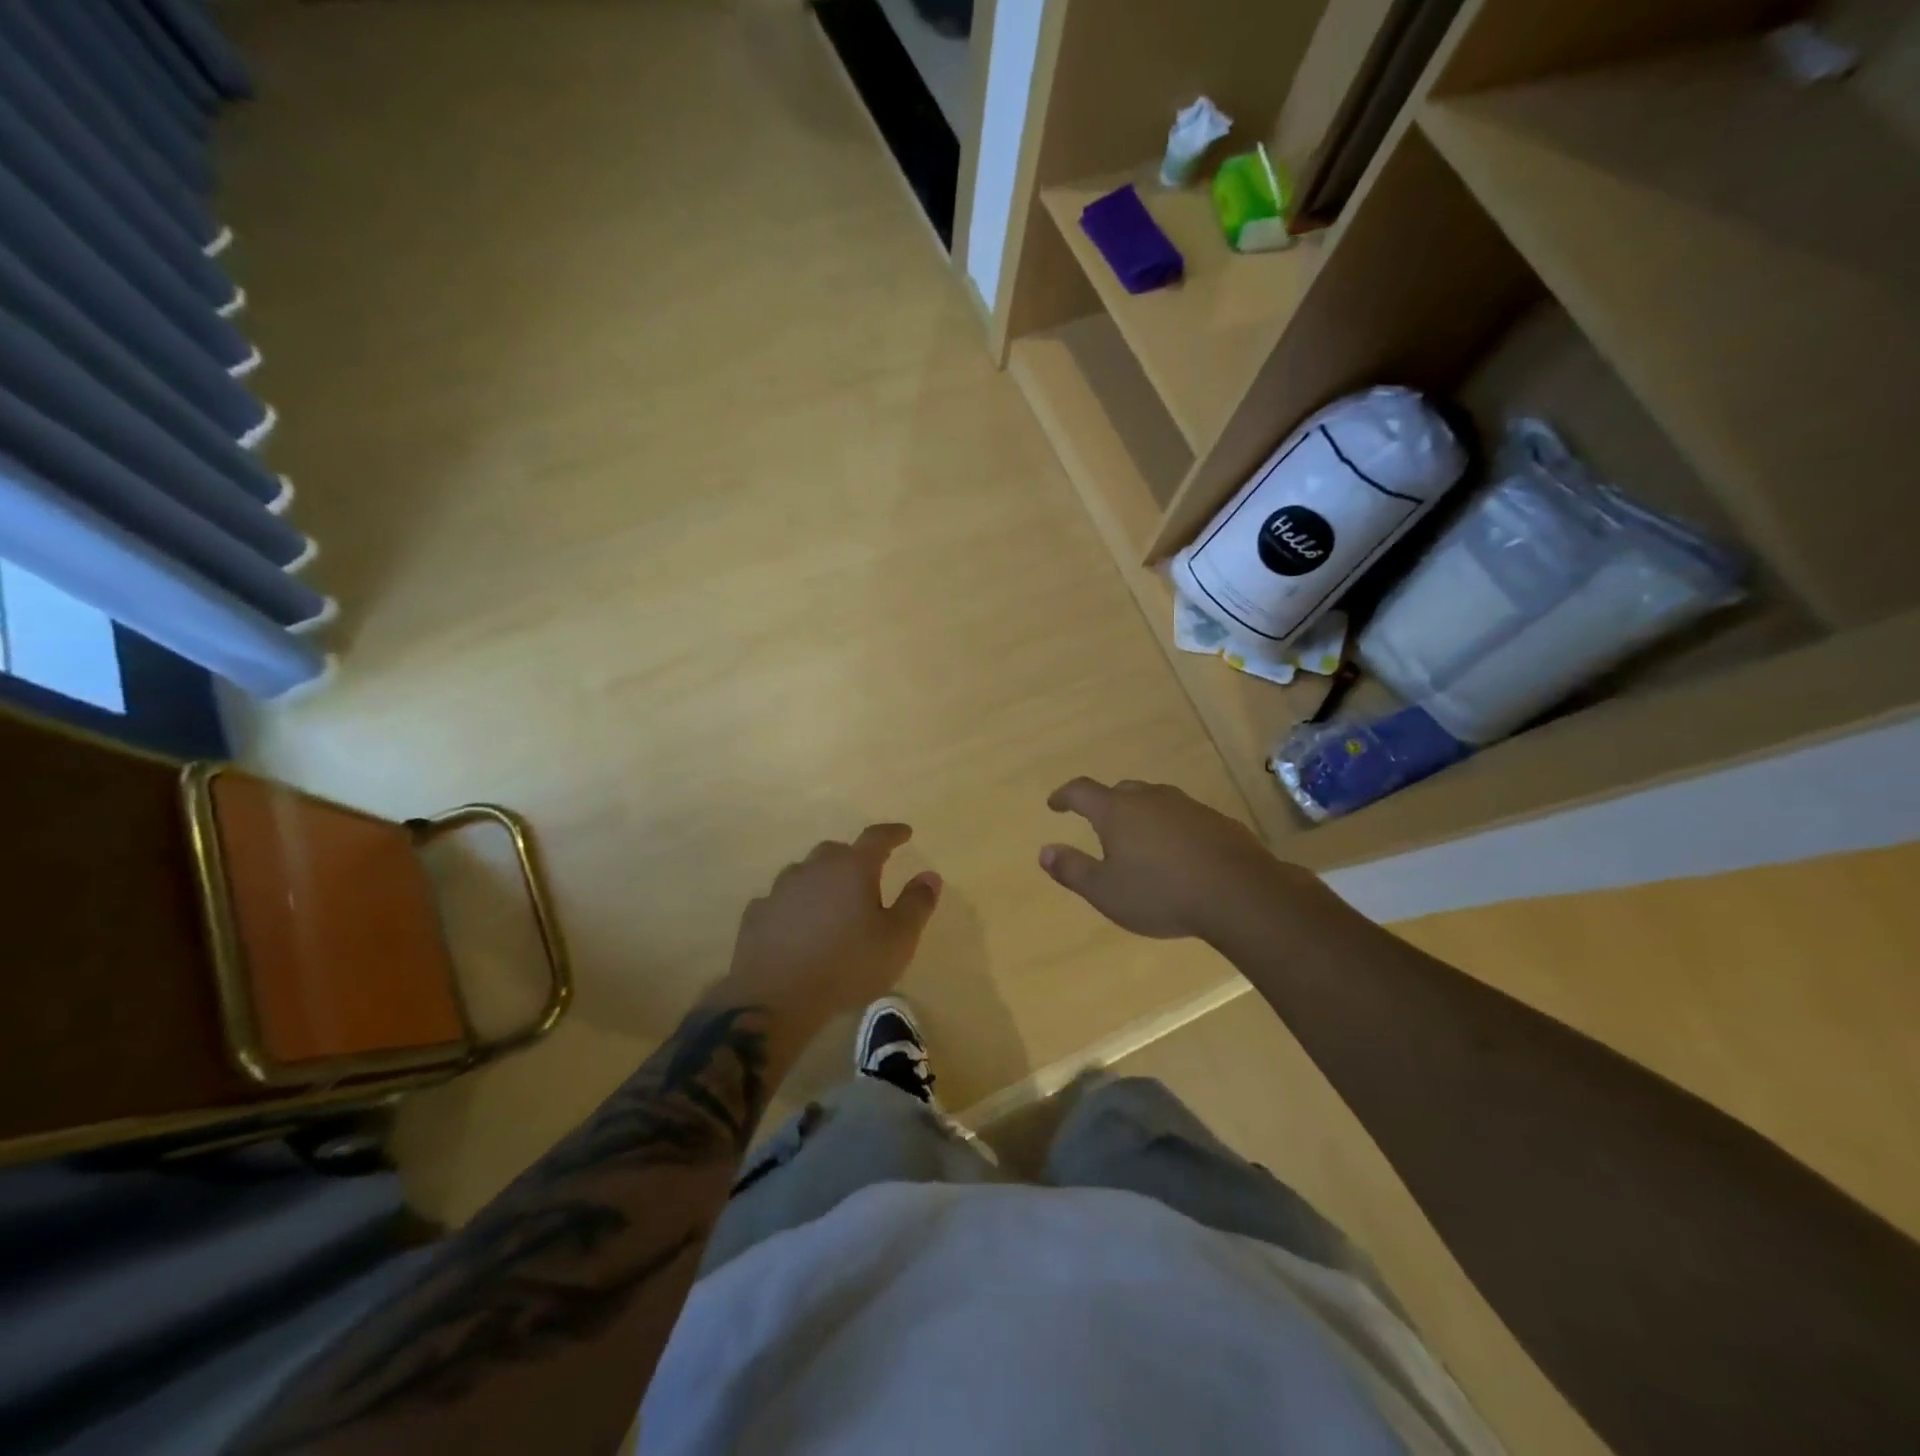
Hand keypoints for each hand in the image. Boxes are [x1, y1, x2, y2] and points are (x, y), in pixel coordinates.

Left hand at [725, 824, 940, 1021]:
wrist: (775, 997)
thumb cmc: (848, 965)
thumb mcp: (898, 939)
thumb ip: (916, 903)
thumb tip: (930, 875)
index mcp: (852, 868)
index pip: (876, 838)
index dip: (893, 834)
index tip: (905, 832)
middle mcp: (814, 868)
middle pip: (836, 851)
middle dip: (854, 858)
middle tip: (867, 874)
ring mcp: (780, 890)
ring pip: (804, 873)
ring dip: (820, 881)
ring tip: (830, 902)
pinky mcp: (756, 915)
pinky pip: (780, 901)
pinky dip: (792, 906)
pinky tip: (796, 925)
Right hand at [1040, 778, 1322, 941]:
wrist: (1239, 894)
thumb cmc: (1161, 894)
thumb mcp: (1106, 891)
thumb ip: (1072, 869)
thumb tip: (1044, 851)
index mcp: (1117, 811)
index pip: (1081, 791)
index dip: (1064, 796)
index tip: (1054, 804)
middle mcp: (1150, 799)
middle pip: (1120, 791)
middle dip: (1105, 804)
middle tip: (1099, 825)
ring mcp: (1186, 806)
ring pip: (1154, 801)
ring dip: (1141, 815)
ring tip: (1139, 841)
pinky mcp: (1216, 820)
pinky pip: (1182, 817)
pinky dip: (1171, 828)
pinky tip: (1178, 853)